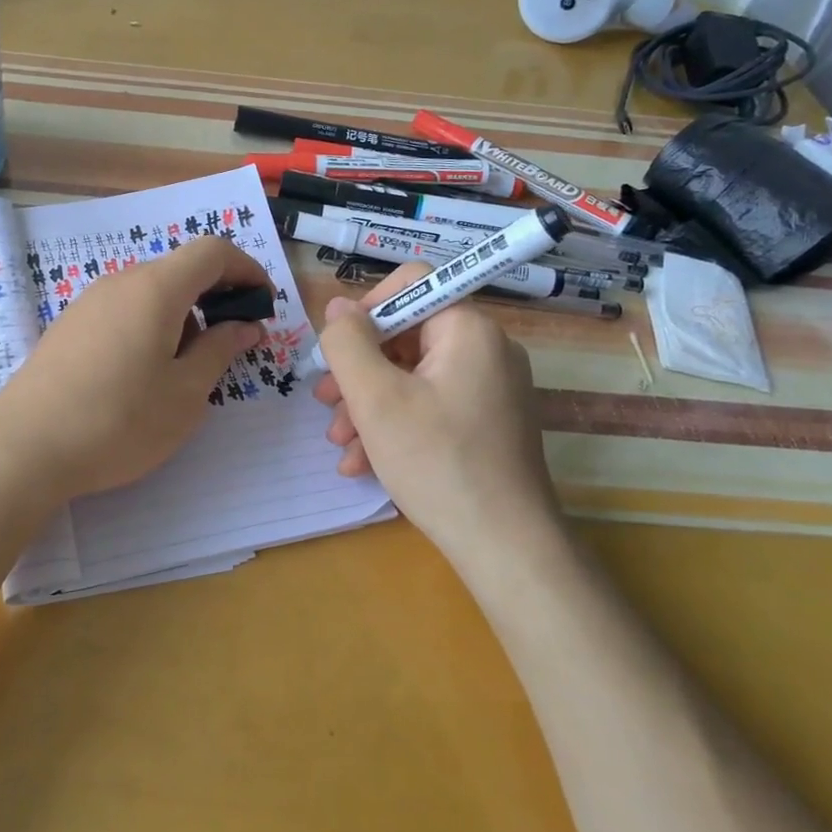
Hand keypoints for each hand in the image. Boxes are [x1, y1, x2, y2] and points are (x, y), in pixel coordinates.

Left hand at [0, 236, 270, 503]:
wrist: (24, 447)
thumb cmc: (119, 421)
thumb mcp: (185, 394)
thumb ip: (220, 351)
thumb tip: (244, 326)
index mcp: (156, 288)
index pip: (212, 252)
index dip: (246, 268)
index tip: (263, 303)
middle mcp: (120, 282)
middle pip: (179, 270)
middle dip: (215, 296)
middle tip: (232, 342)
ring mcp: (88, 302)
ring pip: (150, 291)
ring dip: (182, 315)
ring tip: (188, 367)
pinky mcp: (69, 326)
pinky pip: (123, 309)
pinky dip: (150, 325)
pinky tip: (144, 373)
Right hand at [313, 262, 563, 562]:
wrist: (506, 548)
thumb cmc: (436, 462)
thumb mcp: (375, 398)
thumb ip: (348, 342)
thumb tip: (338, 306)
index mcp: (467, 329)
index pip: (409, 283)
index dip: (364, 309)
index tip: (337, 352)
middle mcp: (486, 349)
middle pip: (406, 335)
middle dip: (358, 370)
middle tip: (325, 402)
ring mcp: (490, 388)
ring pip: (412, 376)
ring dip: (368, 404)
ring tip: (340, 443)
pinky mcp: (488, 423)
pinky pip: (431, 405)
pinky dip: (395, 425)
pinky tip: (364, 463)